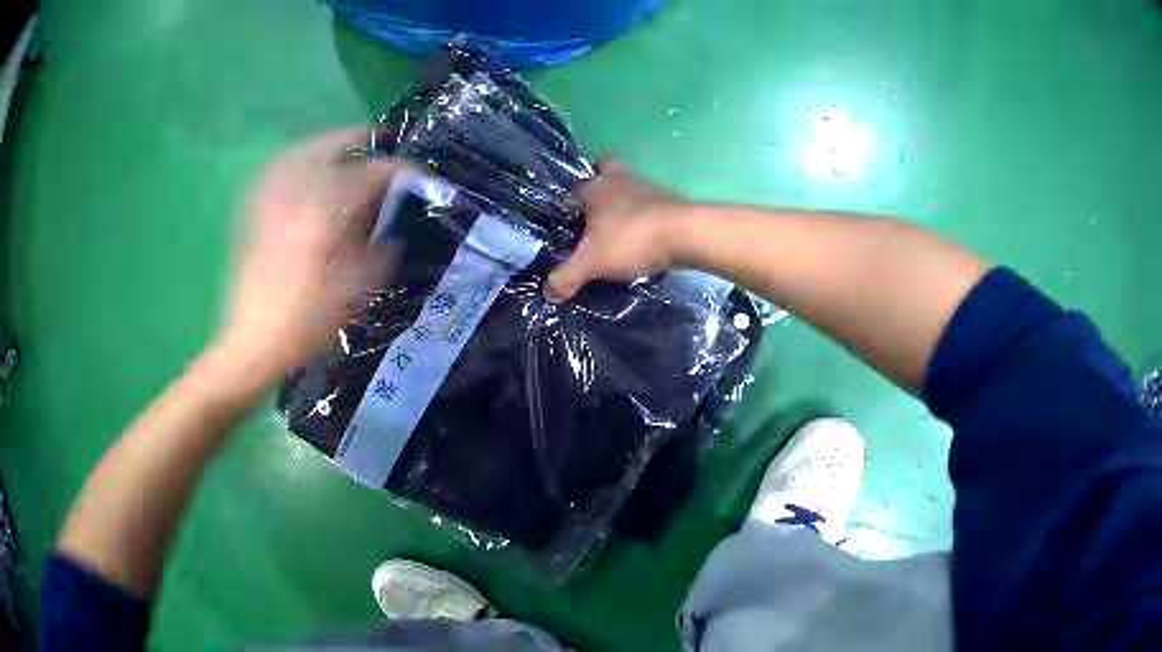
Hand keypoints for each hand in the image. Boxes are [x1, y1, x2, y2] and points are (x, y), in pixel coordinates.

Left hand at [210, 127, 397, 389]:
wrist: (251, 346)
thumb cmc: (304, 327)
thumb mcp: (352, 297)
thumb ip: (375, 257)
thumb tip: (389, 234)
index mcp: (322, 219)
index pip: (365, 178)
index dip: (394, 171)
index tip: (414, 175)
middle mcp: (293, 202)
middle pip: (325, 150)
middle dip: (354, 138)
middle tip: (376, 137)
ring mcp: (269, 207)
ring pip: (296, 156)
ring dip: (322, 144)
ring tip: (340, 146)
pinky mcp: (253, 219)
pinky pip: (274, 175)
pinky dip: (292, 162)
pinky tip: (299, 168)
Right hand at [547, 160, 689, 301]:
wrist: (686, 234)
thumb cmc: (630, 240)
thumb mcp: (590, 263)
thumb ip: (566, 277)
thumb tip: (549, 293)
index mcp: (595, 188)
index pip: (573, 187)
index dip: (568, 203)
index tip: (566, 221)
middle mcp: (619, 180)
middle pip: (606, 170)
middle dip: (600, 185)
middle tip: (595, 213)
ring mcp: (648, 188)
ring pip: (630, 188)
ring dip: (625, 203)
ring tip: (619, 231)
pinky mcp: (671, 201)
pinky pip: (650, 205)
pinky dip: (645, 217)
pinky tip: (643, 237)